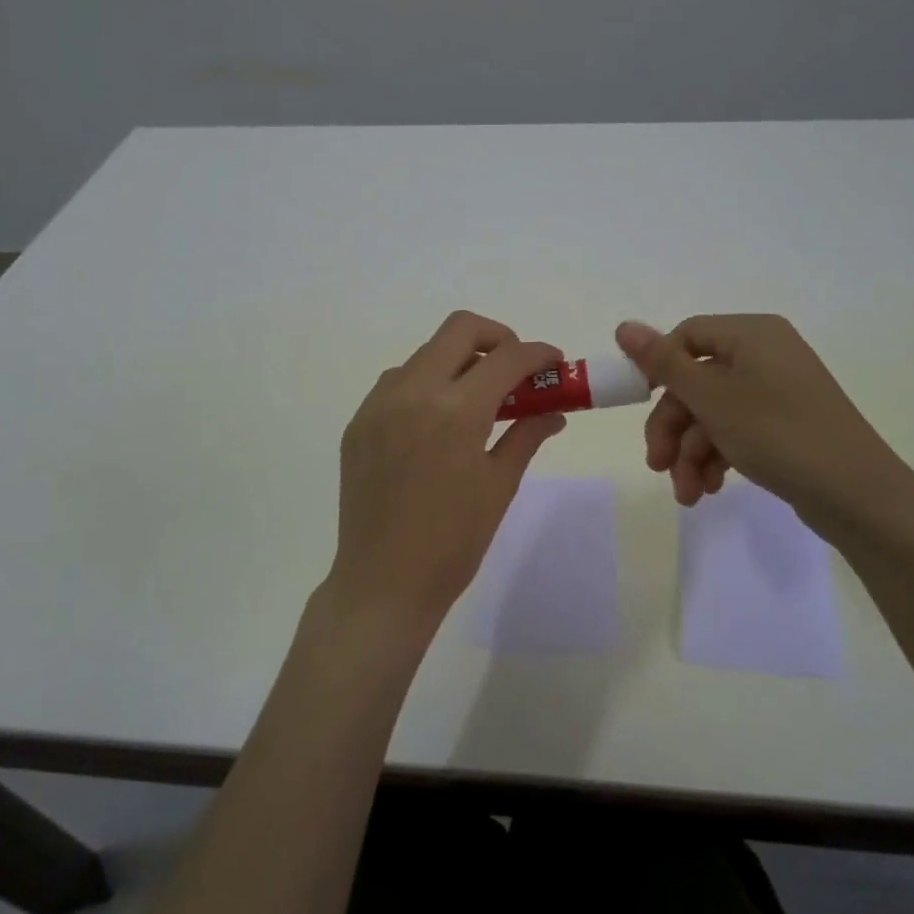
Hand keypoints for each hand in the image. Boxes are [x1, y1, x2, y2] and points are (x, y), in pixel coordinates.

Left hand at [327, 311, 567, 629]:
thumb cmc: (453, 542)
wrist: (382, 584)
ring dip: (458, 361)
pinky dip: (426, 384)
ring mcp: (378, 404)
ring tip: (476, 401)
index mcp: (455, 411)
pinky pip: (397, 382)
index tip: (555, 363)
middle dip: (498, 338)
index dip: (538, 353)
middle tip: (516, 370)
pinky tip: (437, 421)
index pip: (506, 358)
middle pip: (459, 329)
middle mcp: (412, 392)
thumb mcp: (499, 486)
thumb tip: (553, 411)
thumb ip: (526, 435)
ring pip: (425, 354)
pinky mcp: (358, 422)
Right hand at [614, 315, 905, 521]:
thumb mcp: (711, 398)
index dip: (657, 368)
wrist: (856, 494)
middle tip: (657, 465)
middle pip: (696, 381)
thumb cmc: (777, 433)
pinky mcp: (785, 424)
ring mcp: (777, 391)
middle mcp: (764, 354)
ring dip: (691, 452)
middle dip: (673, 427)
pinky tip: (708, 489)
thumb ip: (663, 363)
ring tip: (686, 493)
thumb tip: (623, 325)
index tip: (638, 402)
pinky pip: (736, 430)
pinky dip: (716, 457)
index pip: (686, 336)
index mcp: (751, 334)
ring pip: (713, 413)